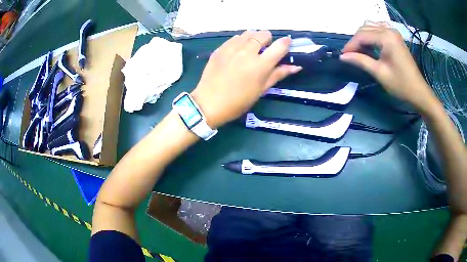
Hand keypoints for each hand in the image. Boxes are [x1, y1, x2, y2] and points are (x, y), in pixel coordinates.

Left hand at [191, 30, 301, 128]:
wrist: (209, 103)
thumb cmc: (238, 101)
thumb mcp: (261, 90)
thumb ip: (278, 74)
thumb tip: (296, 66)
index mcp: (261, 65)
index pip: (279, 46)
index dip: (285, 43)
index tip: (286, 44)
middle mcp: (247, 52)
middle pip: (263, 34)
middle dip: (267, 39)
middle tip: (264, 50)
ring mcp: (232, 49)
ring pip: (248, 33)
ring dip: (253, 38)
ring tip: (250, 49)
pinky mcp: (220, 49)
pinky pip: (234, 38)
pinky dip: (240, 41)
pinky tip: (237, 51)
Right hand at [340, 22, 437, 109]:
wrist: (418, 91)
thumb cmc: (400, 84)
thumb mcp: (379, 73)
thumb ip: (361, 61)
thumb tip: (343, 56)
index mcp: (386, 37)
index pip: (362, 35)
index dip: (351, 45)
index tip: (343, 56)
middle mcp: (389, 29)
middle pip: (365, 29)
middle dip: (356, 41)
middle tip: (350, 55)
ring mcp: (393, 32)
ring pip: (371, 27)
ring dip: (363, 37)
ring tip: (359, 50)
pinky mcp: (395, 36)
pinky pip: (378, 29)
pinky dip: (371, 34)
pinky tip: (370, 43)